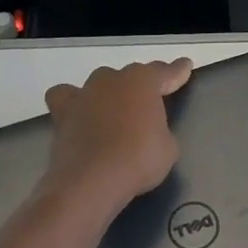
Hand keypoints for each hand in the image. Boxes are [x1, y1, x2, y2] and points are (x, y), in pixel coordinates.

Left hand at [42, 59, 191, 211]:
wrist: (91, 181)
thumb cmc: (139, 160)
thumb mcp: (168, 148)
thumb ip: (161, 131)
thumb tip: (151, 133)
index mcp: (143, 82)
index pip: (165, 72)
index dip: (177, 71)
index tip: (185, 66)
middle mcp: (112, 79)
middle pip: (131, 75)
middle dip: (140, 86)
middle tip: (148, 103)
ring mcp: (84, 93)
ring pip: (100, 82)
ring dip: (109, 93)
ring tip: (114, 110)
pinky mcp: (62, 112)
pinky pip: (67, 97)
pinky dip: (73, 102)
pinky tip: (79, 114)